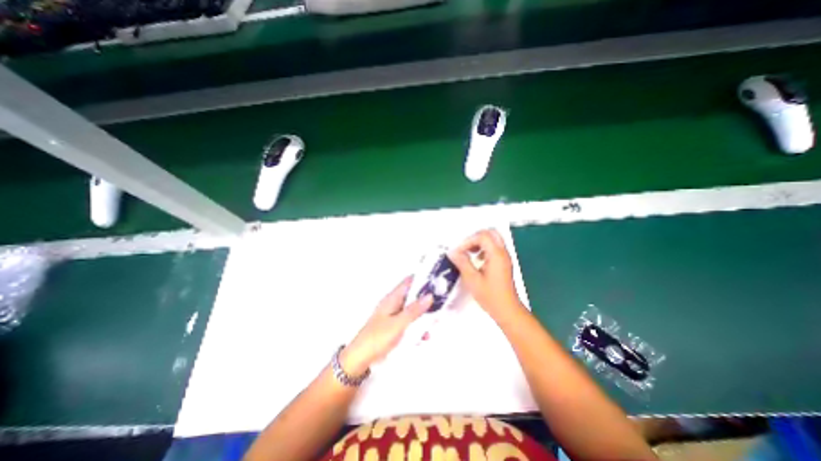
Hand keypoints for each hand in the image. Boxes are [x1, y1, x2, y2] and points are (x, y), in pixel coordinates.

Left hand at [341, 278, 431, 374]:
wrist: (360, 358)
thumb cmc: (378, 338)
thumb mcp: (398, 323)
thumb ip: (414, 310)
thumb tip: (430, 296)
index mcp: (392, 298)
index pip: (409, 282)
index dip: (422, 280)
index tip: (437, 282)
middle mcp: (393, 304)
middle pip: (412, 296)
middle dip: (426, 300)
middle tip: (440, 305)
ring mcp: (393, 316)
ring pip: (412, 310)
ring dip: (423, 316)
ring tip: (434, 323)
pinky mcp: (394, 327)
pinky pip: (409, 323)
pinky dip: (417, 327)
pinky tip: (423, 337)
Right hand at [447, 228, 521, 319]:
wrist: (507, 310)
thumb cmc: (490, 296)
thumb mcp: (472, 280)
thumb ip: (462, 263)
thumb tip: (452, 252)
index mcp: (496, 255)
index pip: (482, 236)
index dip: (468, 241)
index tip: (459, 252)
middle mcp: (503, 252)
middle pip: (490, 233)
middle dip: (475, 237)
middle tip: (465, 247)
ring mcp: (504, 257)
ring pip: (493, 239)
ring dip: (479, 242)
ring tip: (469, 253)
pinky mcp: (503, 262)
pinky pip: (494, 247)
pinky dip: (484, 248)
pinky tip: (477, 259)